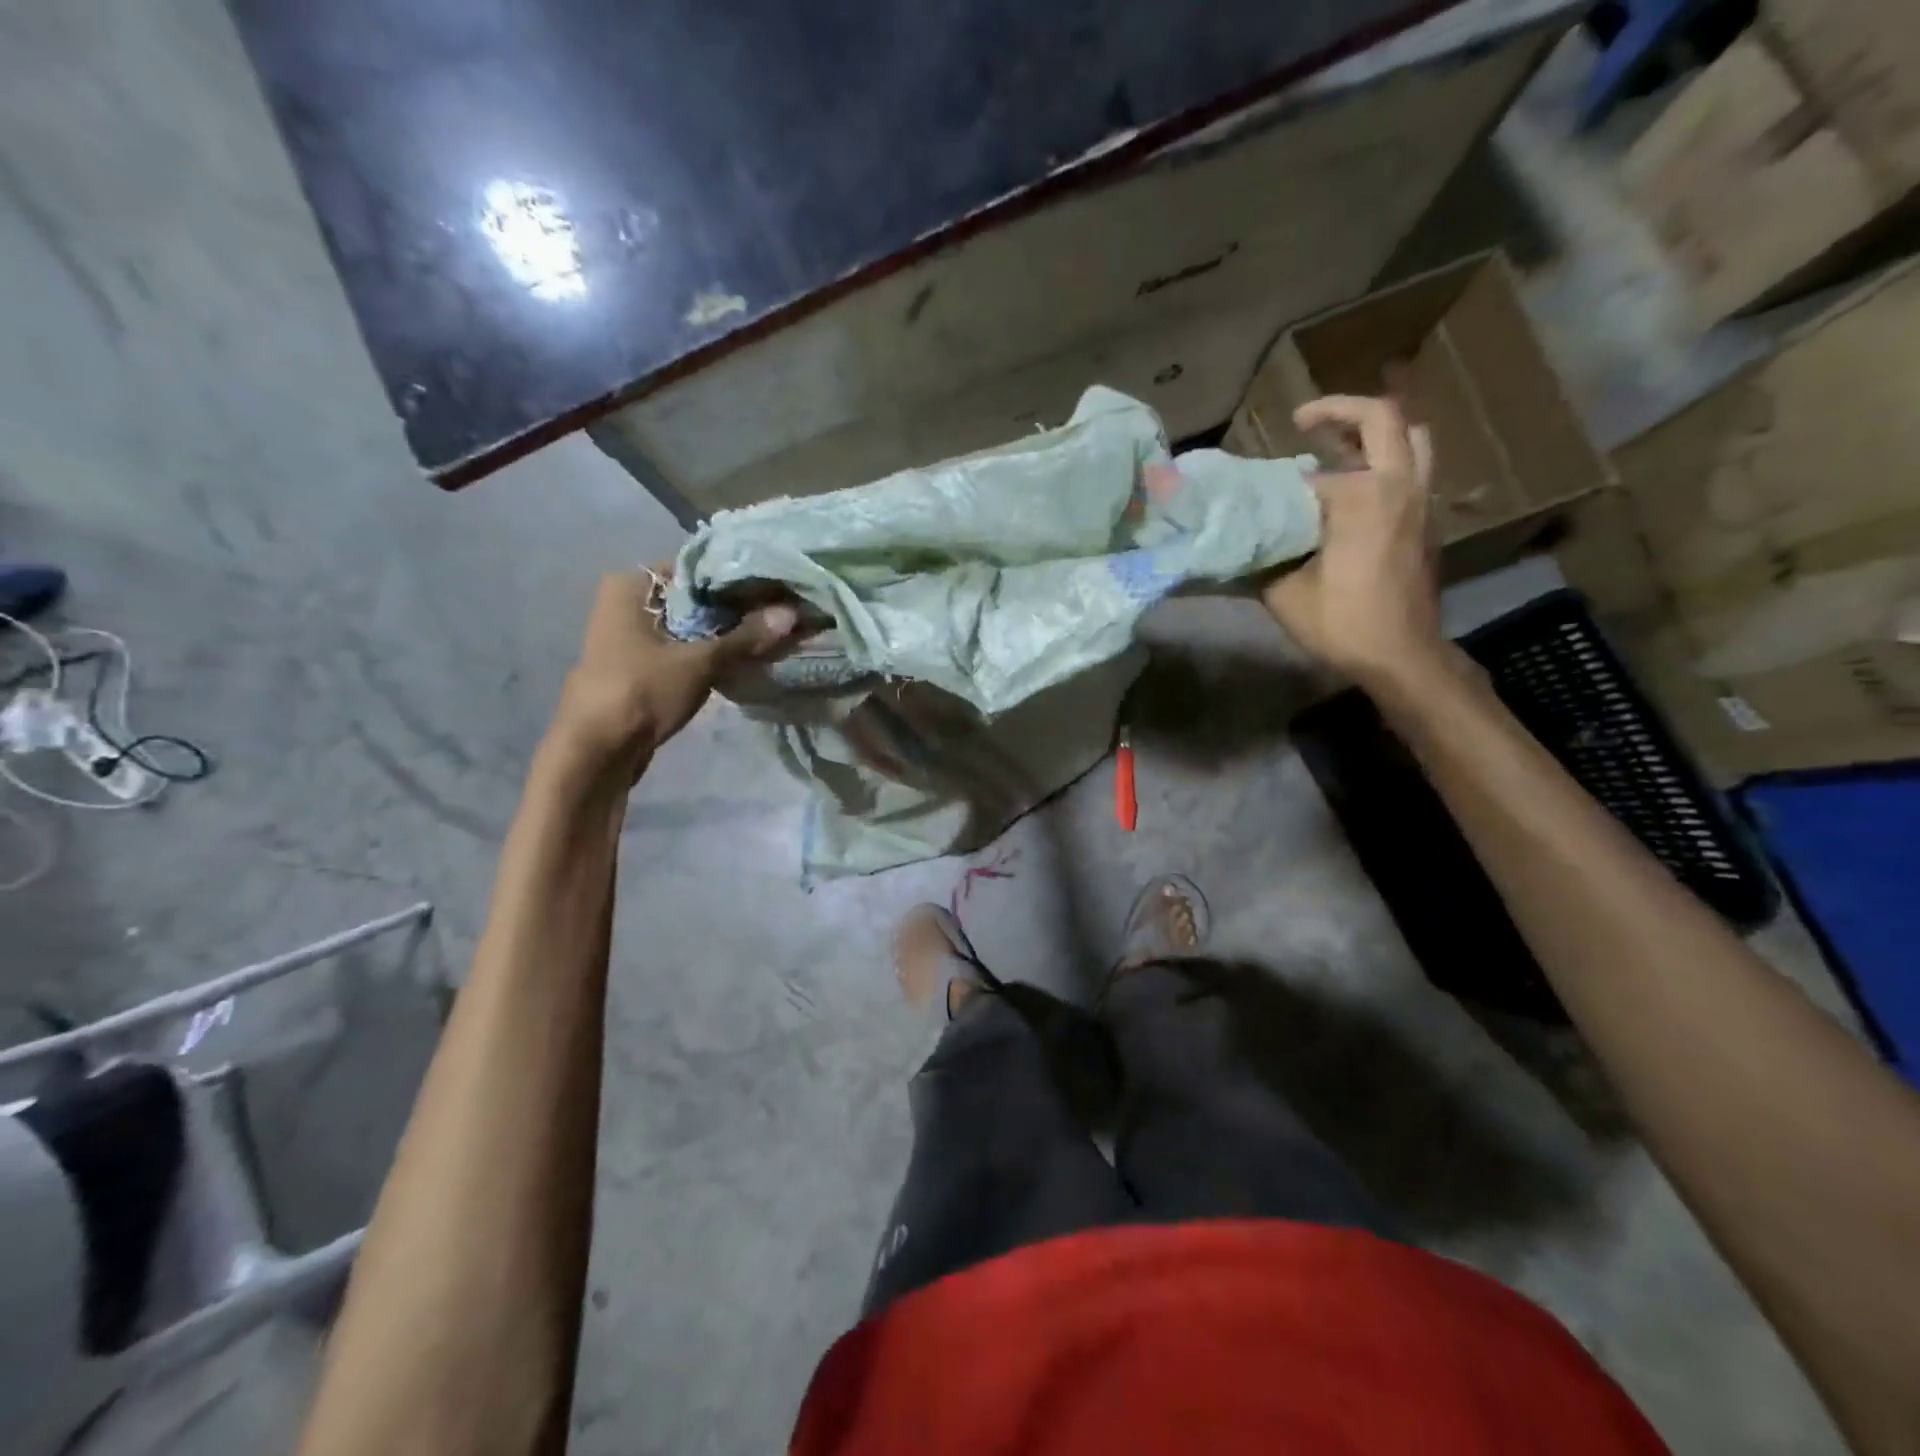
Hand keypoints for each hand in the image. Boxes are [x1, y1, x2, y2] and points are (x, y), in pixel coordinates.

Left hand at [549, 569, 795, 773]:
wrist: (596, 752)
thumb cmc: (641, 691)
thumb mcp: (699, 662)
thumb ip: (745, 637)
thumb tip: (791, 613)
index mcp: (631, 585)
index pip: (697, 569)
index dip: (737, 581)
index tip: (774, 592)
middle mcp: (627, 602)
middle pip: (694, 600)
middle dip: (734, 612)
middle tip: (778, 617)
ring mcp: (630, 637)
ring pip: (689, 628)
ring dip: (724, 636)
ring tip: (768, 638)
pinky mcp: (639, 666)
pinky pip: (682, 651)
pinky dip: (707, 655)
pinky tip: (741, 662)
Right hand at [1260, 395, 1444, 693]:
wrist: (1401, 654)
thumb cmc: (1342, 622)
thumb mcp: (1283, 593)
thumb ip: (1262, 557)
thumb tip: (1235, 542)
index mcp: (1363, 497)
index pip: (1314, 472)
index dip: (1280, 478)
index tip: (1254, 485)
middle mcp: (1399, 486)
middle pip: (1384, 419)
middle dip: (1342, 411)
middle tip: (1305, 422)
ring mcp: (1421, 502)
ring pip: (1412, 439)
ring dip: (1375, 432)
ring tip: (1338, 444)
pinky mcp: (1427, 523)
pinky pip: (1413, 471)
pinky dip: (1385, 463)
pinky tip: (1354, 491)